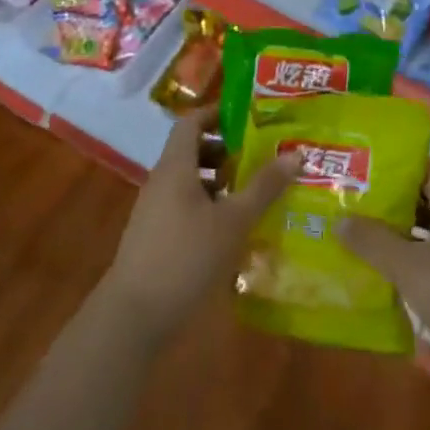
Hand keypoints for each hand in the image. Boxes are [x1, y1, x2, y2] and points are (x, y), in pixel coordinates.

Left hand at [101, 106, 298, 344]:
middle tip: (259, 156)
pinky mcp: (155, 237)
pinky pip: (184, 206)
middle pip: (191, 150)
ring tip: (252, 193)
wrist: (133, 316)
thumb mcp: (233, 221)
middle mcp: (161, 181)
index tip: (247, 117)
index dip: (216, 113)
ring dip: (219, 181)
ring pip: (189, 181)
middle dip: (225, 150)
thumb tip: (295, 154)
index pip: (191, 121)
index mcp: (175, 166)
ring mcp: (155, 210)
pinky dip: (208, 206)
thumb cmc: (185, 257)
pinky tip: (232, 229)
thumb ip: (263, 187)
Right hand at [338, 162, 429, 377]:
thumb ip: (373, 241)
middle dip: (390, 201)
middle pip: (424, 201)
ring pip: (428, 234)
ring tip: (359, 233)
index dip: (395, 164)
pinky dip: (410, 262)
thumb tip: (339, 219)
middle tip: (351, 199)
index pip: (425, 169)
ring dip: (398, 234)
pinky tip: (384, 272)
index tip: (361, 164)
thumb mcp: (409, 267)